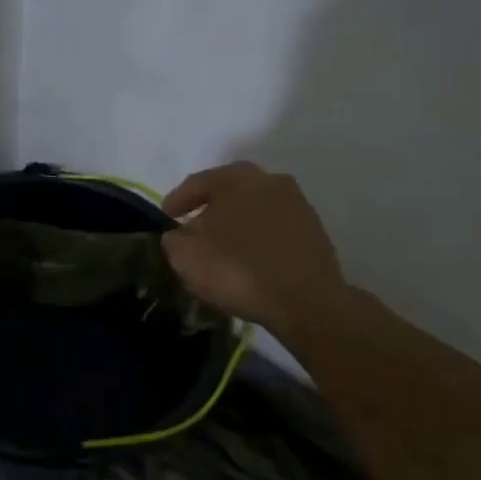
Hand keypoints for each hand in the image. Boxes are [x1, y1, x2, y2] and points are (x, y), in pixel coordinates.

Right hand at [161, 162, 348, 340]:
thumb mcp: (185, 256)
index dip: (177, 200)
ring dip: (237, 225)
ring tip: (222, 248)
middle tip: (193, 229)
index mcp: (236, 178)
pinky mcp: (314, 232)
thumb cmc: (237, 269)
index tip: (166, 217)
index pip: (198, 182)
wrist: (305, 301)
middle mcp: (270, 181)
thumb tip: (180, 235)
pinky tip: (249, 260)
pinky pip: (274, 230)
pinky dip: (258, 240)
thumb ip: (174, 239)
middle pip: (230, 192)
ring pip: (254, 210)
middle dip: (210, 209)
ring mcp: (297, 206)